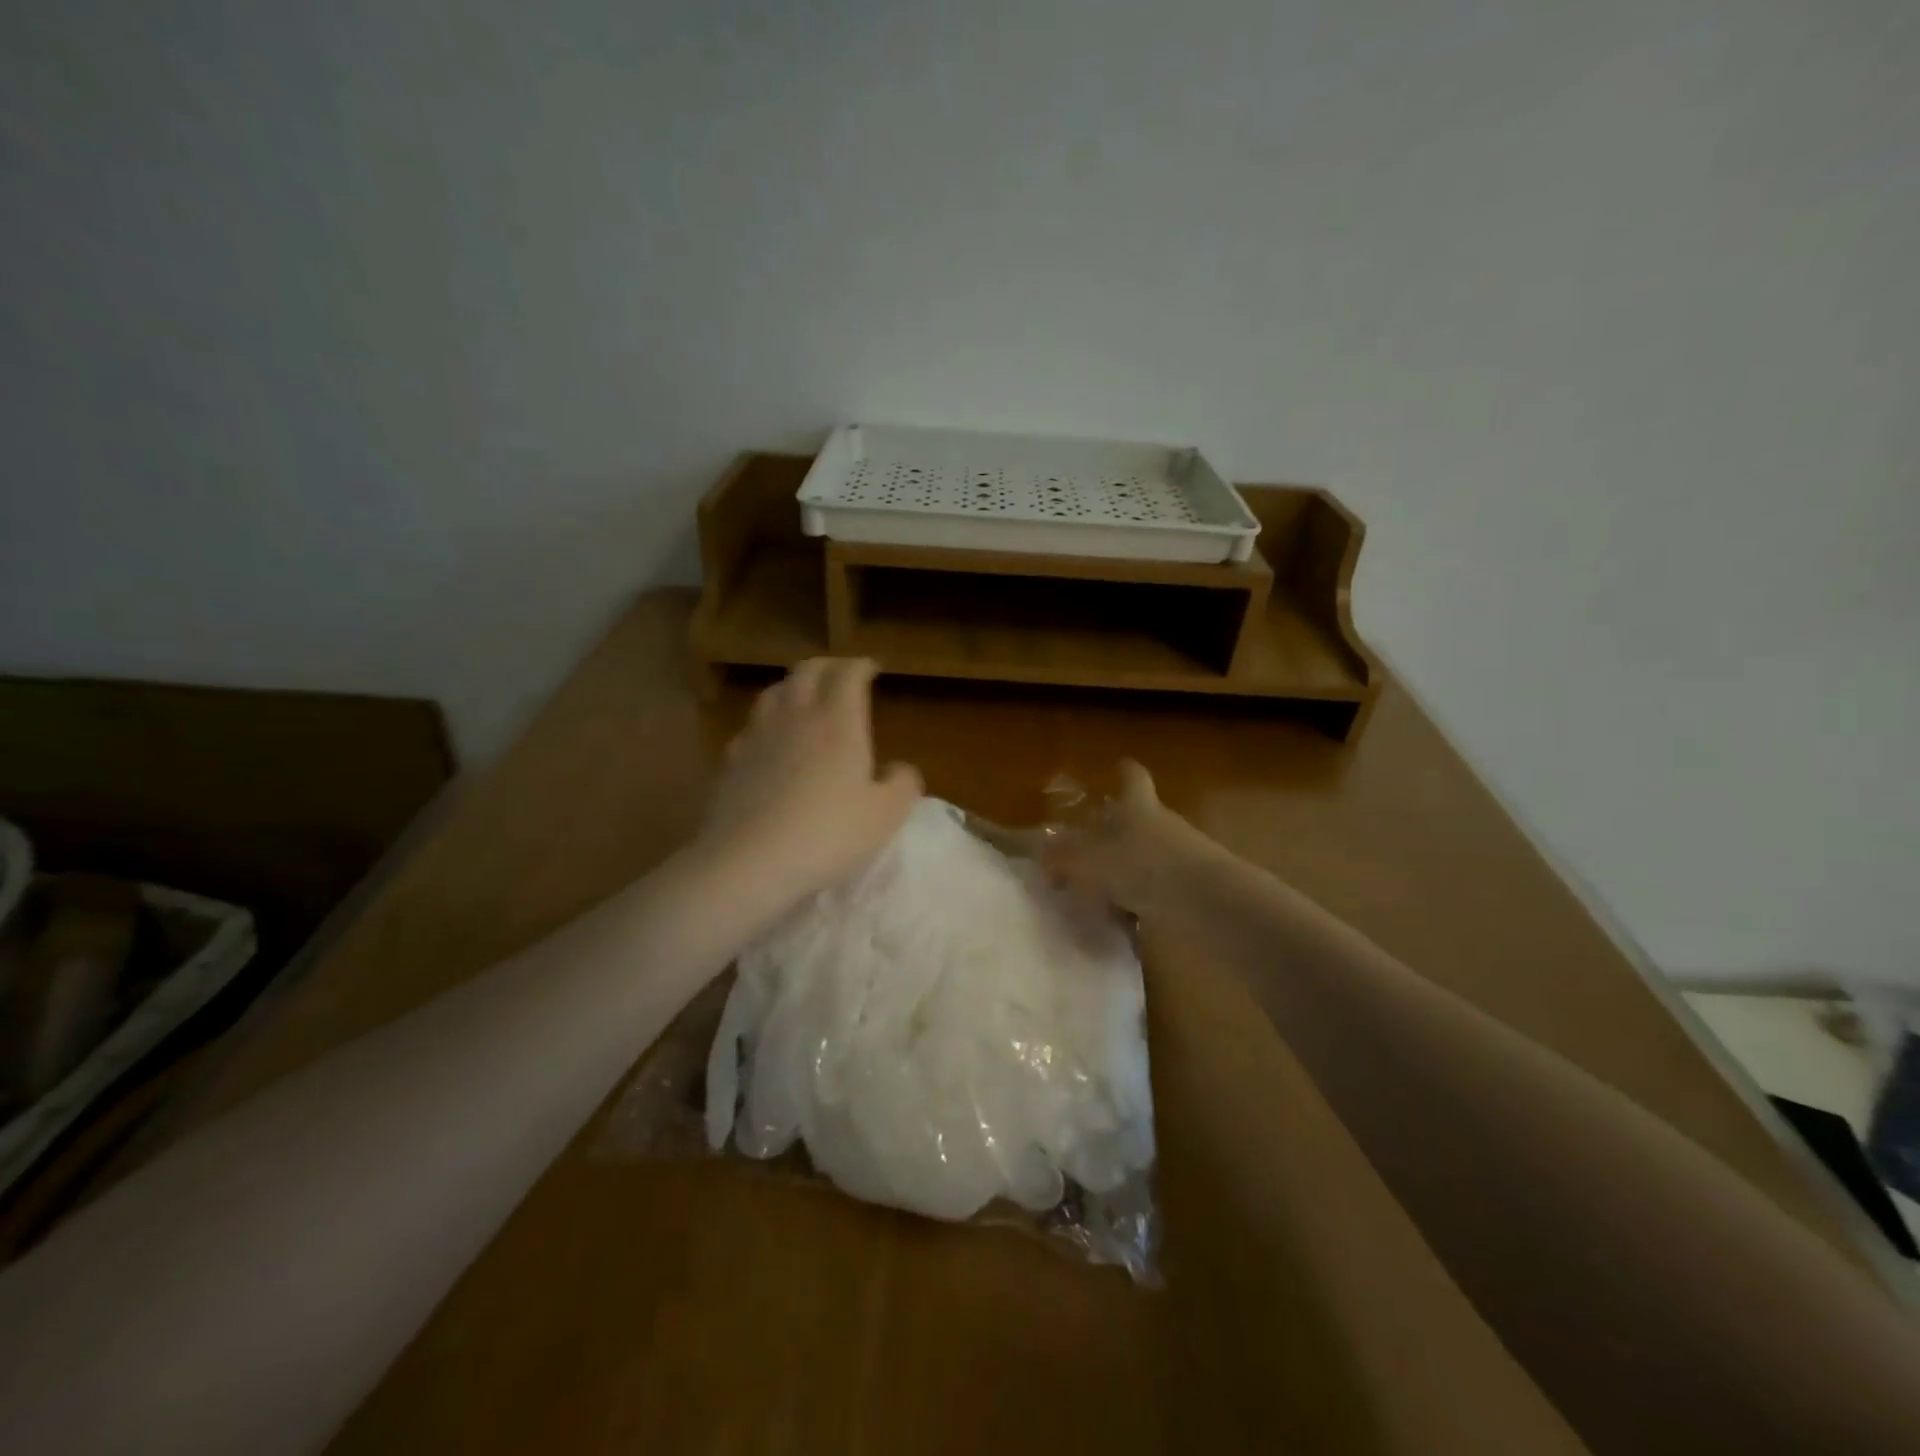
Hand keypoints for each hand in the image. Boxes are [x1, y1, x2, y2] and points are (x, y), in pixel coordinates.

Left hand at [697, 658, 922, 916]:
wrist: (749, 862)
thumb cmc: (828, 834)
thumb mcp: (885, 815)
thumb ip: (902, 784)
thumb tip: (900, 768)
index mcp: (838, 722)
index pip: (848, 674)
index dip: (862, 665)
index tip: (873, 669)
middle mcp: (796, 717)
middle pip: (807, 671)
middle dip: (828, 666)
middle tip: (841, 674)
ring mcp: (758, 736)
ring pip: (774, 692)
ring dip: (793, 686)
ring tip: (804, 697)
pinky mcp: (732, 761)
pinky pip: (751, 727)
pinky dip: (766, 722)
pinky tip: (769, 740)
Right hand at [1041, 760, 1214, 918]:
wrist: (1210, 904)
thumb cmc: (1145, 868)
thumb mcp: (1091, 863)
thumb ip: (1064, 860)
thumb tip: (1041, 856)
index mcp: (1139, 808)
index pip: (1133, 779)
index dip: (1124, 772)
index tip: (1117, 766)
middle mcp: (1163, 824)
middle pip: (1141, 817)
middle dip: (1118, 829)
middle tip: (1090, 844)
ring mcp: (1184, 855)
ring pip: (1149, 854)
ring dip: (1129, 867)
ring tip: (1100, 889)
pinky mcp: (1195, 888)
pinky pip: (1160, 887)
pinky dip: (1143, 897)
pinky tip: (1124, 917)